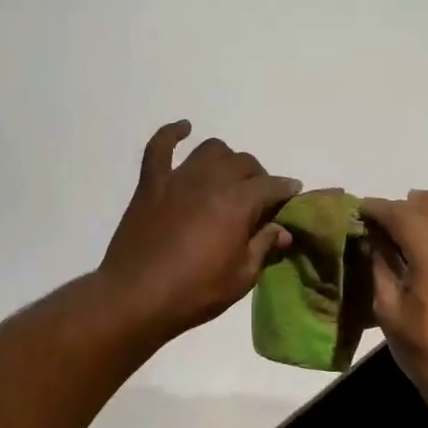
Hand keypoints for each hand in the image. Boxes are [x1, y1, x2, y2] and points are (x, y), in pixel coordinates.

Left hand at [99, 121, 301, 338]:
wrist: (136, 298)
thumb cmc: (194, 292)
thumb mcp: (241, 277)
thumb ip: (263, 247)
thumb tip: (283, 230)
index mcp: (237, 204)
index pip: (271, 186)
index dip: (286, 189)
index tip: (292, 194)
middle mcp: (211, 181)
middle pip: (243, 163)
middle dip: (258, 176)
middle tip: (259, 196)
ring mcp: (178, 179)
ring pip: (210, 149)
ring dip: (225, 158)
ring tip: (227, 175)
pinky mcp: (150, 184)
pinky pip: (159, 147)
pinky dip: (172, 133)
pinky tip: (183, 129)